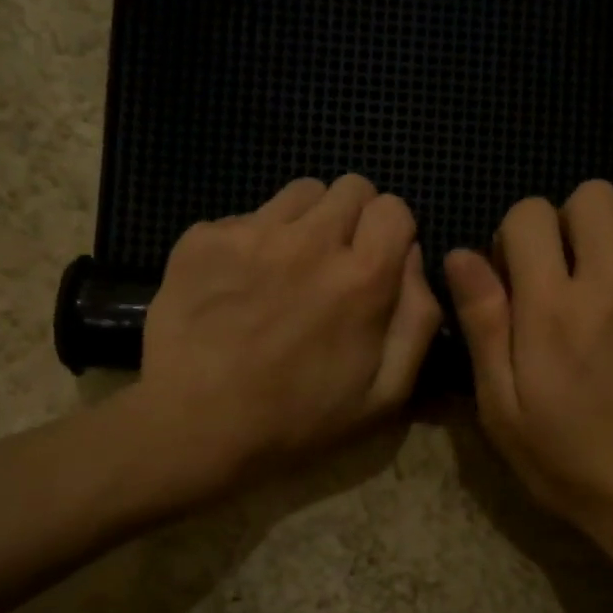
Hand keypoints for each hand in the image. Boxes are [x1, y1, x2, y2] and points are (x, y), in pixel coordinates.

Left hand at [136, 175, 440, 489]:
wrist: (195, 427)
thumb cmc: (298, 420)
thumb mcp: (386, 395)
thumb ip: (418, 320)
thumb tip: (413, 259)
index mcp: (363, 277)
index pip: (393, 207)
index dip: (391, 232)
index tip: (377, 261)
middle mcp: (311, 241)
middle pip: (350, 186)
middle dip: (353, 218)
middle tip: (336, 262)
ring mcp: (252, 234)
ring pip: (298, 193)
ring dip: (306, 221)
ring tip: (288, 267)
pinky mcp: (202, 238)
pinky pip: (243, 216)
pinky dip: (251, 241)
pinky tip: (238, 284)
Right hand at [444, 179, 612, 569]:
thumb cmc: (566, 456)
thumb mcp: (501, 405)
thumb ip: (482, 324)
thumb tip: (461, 256)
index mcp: (551, 308)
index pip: (531, 214)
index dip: (518, 234)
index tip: (521, 273)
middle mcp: (610, 284)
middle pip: (594, 194)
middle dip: (572, 221)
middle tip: (570, 267)